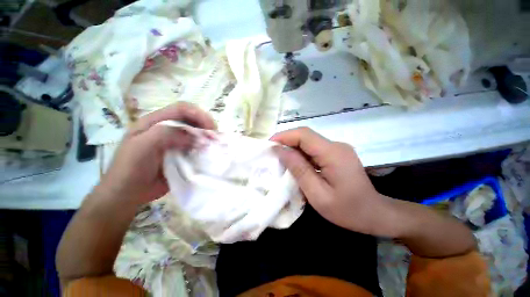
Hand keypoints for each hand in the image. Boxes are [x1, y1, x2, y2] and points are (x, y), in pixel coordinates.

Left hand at [98, 102, 215, 204]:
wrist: (127, 193)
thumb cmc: (130, 168)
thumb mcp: (142, 146)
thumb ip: (166, 134)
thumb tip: (196, 138)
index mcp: (156, 122)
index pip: (182, 109)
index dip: (199, 114)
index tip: (211, 128)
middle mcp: (168, 129)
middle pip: (192, 120)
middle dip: (206, 126)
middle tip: (215, 138)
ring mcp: (176, 142)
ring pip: (197, 134)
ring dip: (207, 138)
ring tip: (214, 147)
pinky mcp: (182, 154)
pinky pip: (197, 148)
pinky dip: (205, 149)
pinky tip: (208, 154)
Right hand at [271, 127, 385, 234]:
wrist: (374, 214)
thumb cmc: (347, 210)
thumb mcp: (318, 194)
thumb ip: (299, 170)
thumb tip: (281, 151)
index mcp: (333, 153)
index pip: (304, 135)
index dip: (284, 136)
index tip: (269, 145)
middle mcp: (336, 145)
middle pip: (306, 136)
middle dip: (286, 141)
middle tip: (272, 153)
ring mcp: (337, 149)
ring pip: (309, 142)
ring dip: (293, 148)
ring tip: (280, 159)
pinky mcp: (336, 154)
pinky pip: (314, 149)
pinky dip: (301, 153)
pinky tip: (295, 164)